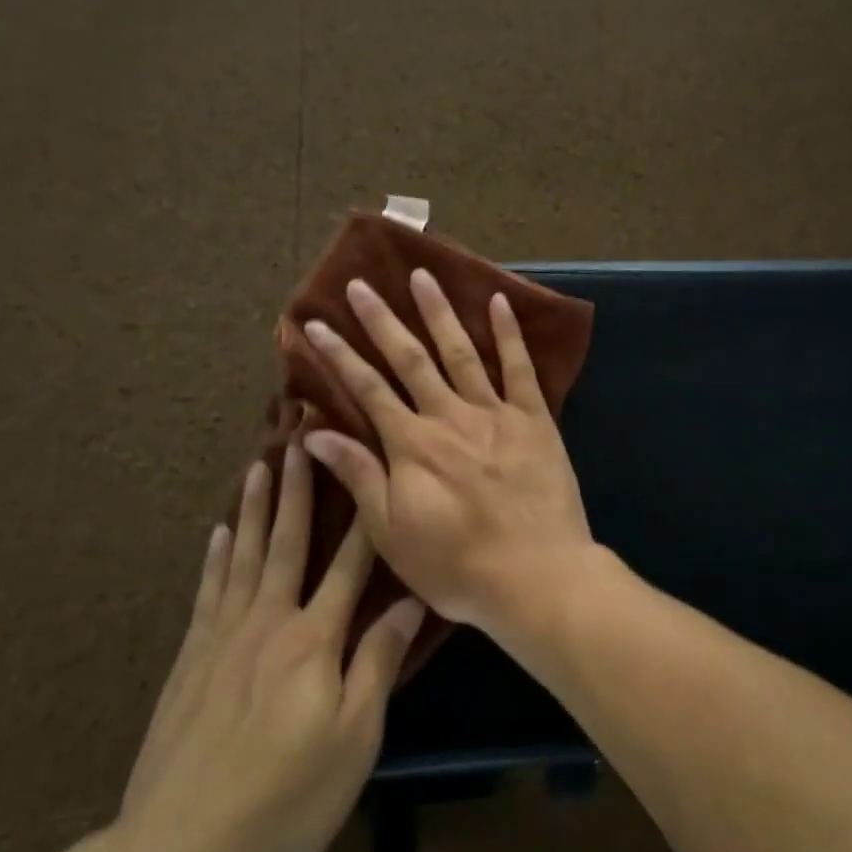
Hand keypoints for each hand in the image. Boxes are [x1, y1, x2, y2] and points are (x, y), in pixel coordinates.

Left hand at [113, 443, 422, 851]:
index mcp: (313, 640)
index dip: (361, 516)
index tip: (366, 469)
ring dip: (253, 508)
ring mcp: (223, 637)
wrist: (180, 848)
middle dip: (297, 491)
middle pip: (286, 543)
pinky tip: (217, 533)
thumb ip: (377, 663)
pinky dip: (214, 557)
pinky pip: (207, 591)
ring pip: (243, 555)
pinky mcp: (191, 659)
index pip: (347, 565)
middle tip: (297, 441)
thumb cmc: (285, 798)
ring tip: (258, 466)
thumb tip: (411, 601)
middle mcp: (268, 623)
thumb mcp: (354, 740)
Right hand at [300, 269, 597, 637]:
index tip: (315, 323)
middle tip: (361, 284)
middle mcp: (449, 415)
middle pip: (410, 358)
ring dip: (439, 312)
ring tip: (422, 276)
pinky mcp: (534, 419)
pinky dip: (509, 333)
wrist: (536, 576)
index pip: (366, 388)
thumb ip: (358, 476)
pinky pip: (520, 368)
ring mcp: (494, 412)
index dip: (338, 355)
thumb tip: (316, 432)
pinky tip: (498, 301)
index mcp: (412, 443)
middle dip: (382, 320)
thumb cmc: (457, 564)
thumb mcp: (392, 532)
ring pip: (461, 351)